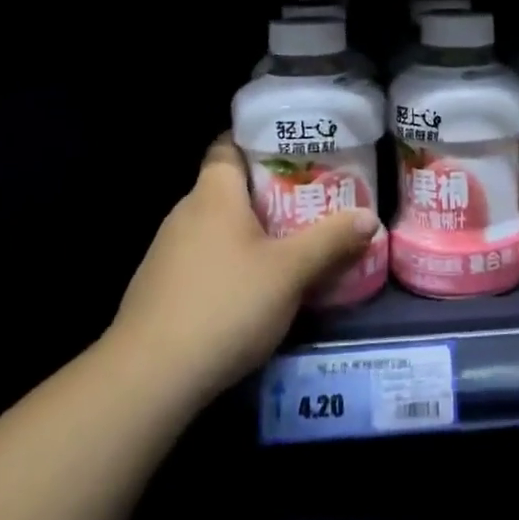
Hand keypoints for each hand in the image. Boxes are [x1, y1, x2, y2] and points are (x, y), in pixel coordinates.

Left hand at [108, 136, 378, 409]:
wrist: (149, 377)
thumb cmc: (226, 305)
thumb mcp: (291, 272)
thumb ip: (331, 240)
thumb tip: (368, 217)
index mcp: (213, 195)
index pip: (228, 145)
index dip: (258, 141)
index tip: (294, 151)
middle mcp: (185, 213)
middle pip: (227, 188)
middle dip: (267, 192)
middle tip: (309, 200)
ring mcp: (167, 252)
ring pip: (216, 226)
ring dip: (250, 231)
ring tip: (290, 243)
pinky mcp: (160, 287)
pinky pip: (203, 258)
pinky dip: (229, 261)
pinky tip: (252, 288)